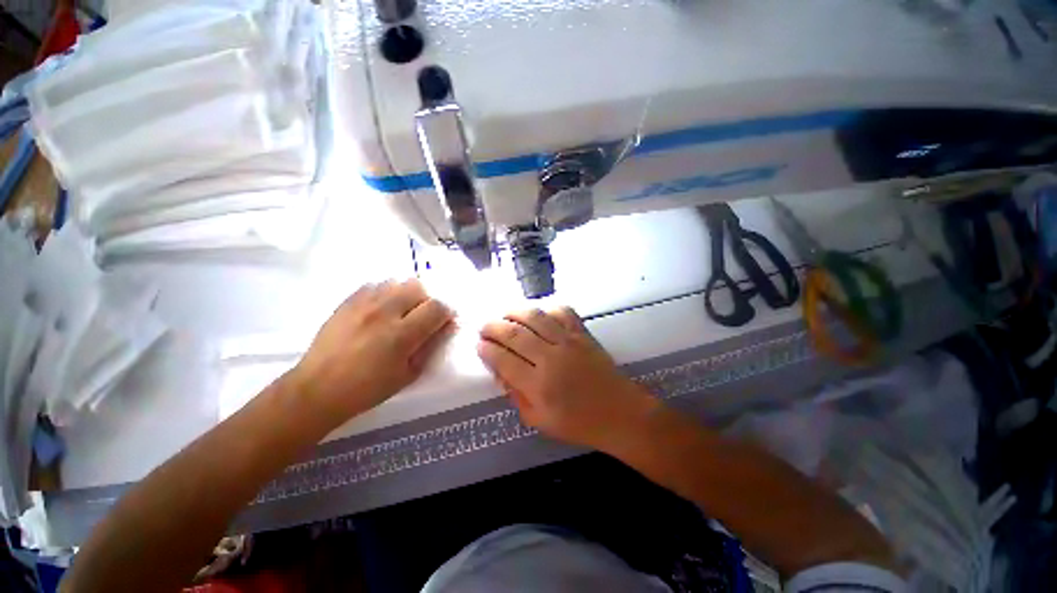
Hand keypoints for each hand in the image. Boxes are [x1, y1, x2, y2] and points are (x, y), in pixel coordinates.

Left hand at [292, 279, 453, 419]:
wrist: (318, 388)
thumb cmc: (368, 388)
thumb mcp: (408, 374)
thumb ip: (430, 346)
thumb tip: (445, 326)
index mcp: (401, 334)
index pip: (437, 307)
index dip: (446, 312)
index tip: (444, 321)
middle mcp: (384, 312)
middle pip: (418, 286)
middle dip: (427, 300)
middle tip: (421, 316)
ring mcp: (363, 303)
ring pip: (397, 281)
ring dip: (406, 294)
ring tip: (401, 311)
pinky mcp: (347, 301)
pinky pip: (375, 284)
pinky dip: (386, 293)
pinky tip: (381, 309)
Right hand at [478, 308, 655, 450]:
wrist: (620, 413)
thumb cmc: (579, 423)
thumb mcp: (539, 420)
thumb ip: (516, 395)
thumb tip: (500, 371)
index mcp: (538, 385)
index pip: (503, 360)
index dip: (486, 349)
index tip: (479, 344)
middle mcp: (550, 358)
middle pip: (514, 334)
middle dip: (493, 327)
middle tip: (485, 327)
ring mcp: (568, 341)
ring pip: (534, 317)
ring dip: (514, 312)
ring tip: (504, 315)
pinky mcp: (582, 333)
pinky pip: (562, 312)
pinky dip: (546, 309)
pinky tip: (538, 314)